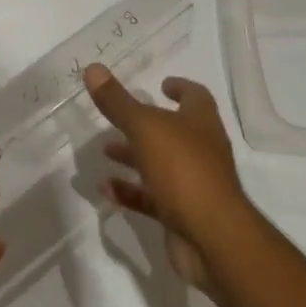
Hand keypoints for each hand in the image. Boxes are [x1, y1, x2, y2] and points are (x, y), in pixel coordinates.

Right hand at [84, 65, 248, 291]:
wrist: (212, 238)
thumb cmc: (183, 170)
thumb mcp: (145, 128)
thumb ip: (117, 102)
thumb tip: (93, 68)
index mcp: (201, 123)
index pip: (195, 96)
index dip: (180, 87)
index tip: (162, 84)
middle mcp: (201, 150)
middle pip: (173, 131)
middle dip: (145, 124)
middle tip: (117, 118)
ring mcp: (193, 184)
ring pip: (160, 164)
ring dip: (133, 157)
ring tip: (105, 151)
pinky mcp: (181, 214)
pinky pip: (151, 197)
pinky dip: (130, 191)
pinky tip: (105, 188)